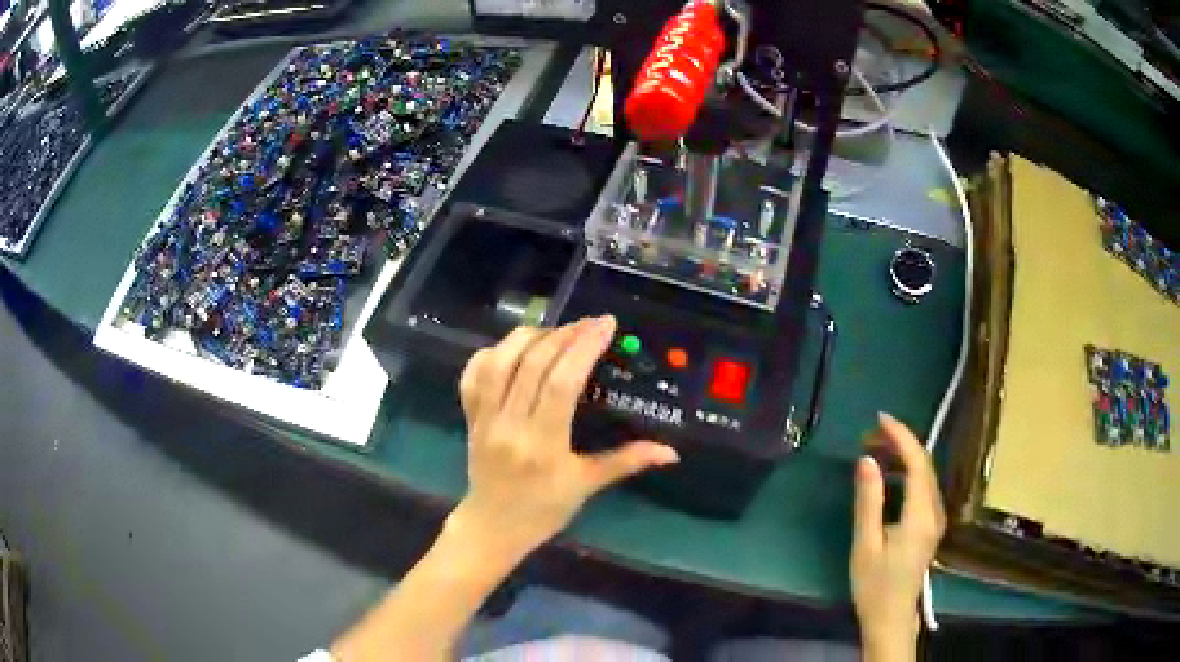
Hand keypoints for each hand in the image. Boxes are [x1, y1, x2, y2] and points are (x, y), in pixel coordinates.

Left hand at [450, 316, 679, 558]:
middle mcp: (510, 425)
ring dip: (528, 337)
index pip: (562, 383)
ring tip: (555, 332)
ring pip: (499, 362)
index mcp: (543, 444)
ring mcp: (484, 419)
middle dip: (565, 334)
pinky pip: (473, 376)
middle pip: (533, 364)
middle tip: (589, 324)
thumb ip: (626, 462)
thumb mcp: (586, 486)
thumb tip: (670, 452)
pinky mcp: (469, 417)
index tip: (605, 325)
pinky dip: (492, 353)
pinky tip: (514, 348)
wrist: (492, 527)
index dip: (584, 347)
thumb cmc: (543, 511)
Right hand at [850, 412, 945, 659]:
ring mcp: (935, 518)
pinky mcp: (930, 525)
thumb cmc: (874, 585)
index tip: (879, 418)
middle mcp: (935, 510)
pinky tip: (888, 476)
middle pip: (924, 464)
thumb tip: (867, 459)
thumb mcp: (865, 544)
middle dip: (900, 442)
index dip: (901, 435)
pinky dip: (906, 473)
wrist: (891, 617)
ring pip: (925, 474)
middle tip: (869, 435)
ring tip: (874, 451)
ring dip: (903, 456)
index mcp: (921, 514)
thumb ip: (868, 501)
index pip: (917, 462)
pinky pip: (922, 487)